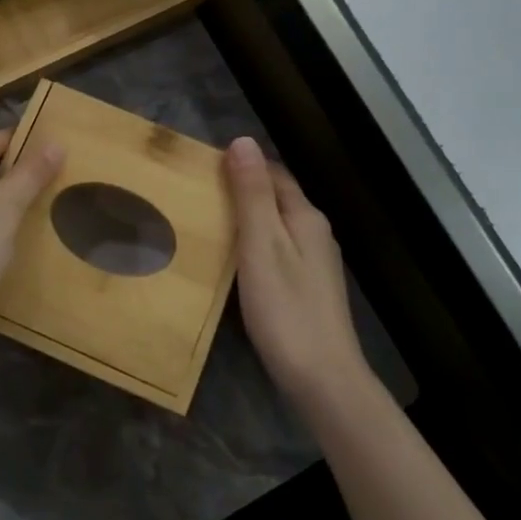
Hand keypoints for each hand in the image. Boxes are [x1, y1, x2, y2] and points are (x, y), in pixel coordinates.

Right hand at [226, 137, 369, 408]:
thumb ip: (252, 194)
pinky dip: (254, 246)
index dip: (241, 165)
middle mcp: (315, 233)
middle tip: (197, 194)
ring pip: (277, 226)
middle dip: (241, 190)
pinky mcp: (308, 289)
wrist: (323, 379)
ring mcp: (315, 264)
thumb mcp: (261, 245)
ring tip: (208, 223)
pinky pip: (277, 251)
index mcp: (305, 217)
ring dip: (247, 219)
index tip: (203, 167)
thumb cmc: (286, 308)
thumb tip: (243, 140)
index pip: (273, 174)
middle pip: (276, 199)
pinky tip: (234, 261)